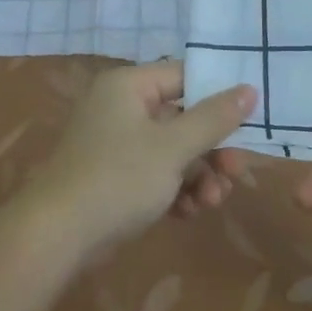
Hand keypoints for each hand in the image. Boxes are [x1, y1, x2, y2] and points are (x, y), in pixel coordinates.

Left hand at [21, 62, 256, 256]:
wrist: (59, 235)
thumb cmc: (118, 178)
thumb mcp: (173, 147)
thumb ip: (213, 118)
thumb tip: (249, 88)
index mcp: (129, 86)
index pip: (184, 76)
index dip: (219, 94)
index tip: (252, 117)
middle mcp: (122, 107)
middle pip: (182, 117)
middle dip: (212, 149)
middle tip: (237, 172)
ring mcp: (117, 143)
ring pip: (173, 150)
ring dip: (198, 175)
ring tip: (212, 201)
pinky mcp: (116, 176)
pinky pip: (156, 173)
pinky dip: (176, 190)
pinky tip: (189, 212)